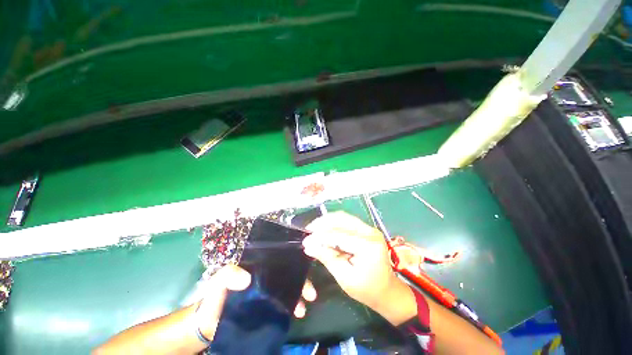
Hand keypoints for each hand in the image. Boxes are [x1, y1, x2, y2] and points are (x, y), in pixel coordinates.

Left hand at [196, 265, 316, 340]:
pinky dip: (291, 307)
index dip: (293, 263)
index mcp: (257, 267)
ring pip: (287, 290)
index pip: (278, 260)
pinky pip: (283, 304)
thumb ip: (227, 274)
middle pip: (287, 275)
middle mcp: (265, 277)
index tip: (304, 270)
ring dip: (298, 296)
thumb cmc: (214, 299)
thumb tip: (248, 279)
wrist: (207, 326)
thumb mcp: (218, 282)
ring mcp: (267, 293)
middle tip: (311, 293)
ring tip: (303, 309)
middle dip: (301, 282)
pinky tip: (296, 314)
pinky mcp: (266, 308)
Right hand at [303, 212, 416, 324]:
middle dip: (323, 223)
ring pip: (344, 217)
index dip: (320, 237)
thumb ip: (327, 257)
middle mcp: (370, 232)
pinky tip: (325, 228)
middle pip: (342, 219)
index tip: (306, 240)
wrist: (387, 290)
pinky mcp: (367, 229)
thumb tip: (309, 245)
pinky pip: (347, 221)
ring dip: (328, 221)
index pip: (339, 235)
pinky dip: (334, 223)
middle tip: (309, 229)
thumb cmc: (367, 289)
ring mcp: (370, 229)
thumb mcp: (344, 277)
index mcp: (368, 246)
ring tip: (315, 228)